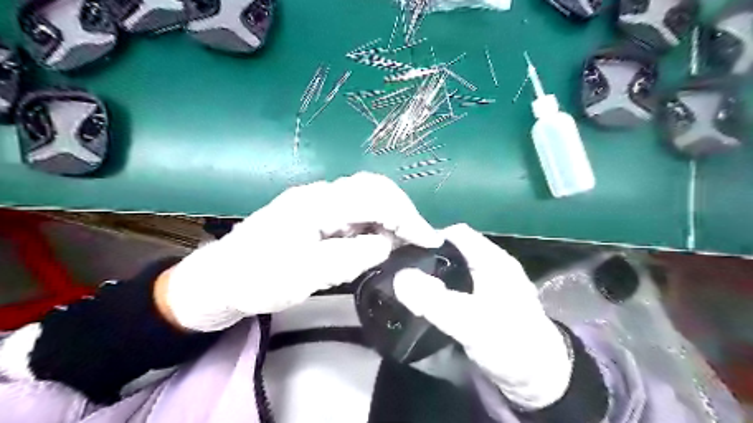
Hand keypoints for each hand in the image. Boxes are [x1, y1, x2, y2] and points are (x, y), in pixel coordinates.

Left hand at [164, 174, 441, 331]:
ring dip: (390, 218)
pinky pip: (354, 213)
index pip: (375, 197)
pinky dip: (374, 225)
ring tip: (406, 242)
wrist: (220, 279)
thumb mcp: (308, 273)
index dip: (407, 216)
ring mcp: (318, 203)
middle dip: (402, 212)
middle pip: (373, 189)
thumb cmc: (259, 278)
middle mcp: (321, 194)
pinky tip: (380, 241)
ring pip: (366, 199)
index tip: (429, 239)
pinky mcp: (317, 215)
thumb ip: (353, 255)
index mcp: (317, 202)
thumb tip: (388, 243)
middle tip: (420, 239)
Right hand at [394, 225, 570, 409]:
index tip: (404, 252)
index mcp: (493, 260)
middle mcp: (492, 265)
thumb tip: (399, 277)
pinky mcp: (486, 300)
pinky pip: (458, 284)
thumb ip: (434, 300)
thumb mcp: (470, 323)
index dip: (429, 237)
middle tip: (401, 270)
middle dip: (428, 256)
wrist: (541, 381)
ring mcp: (490, 283)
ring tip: (409, 284)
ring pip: (455, 267)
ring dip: (434, 273)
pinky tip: (428, 299)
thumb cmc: (510, 345)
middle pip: (453, 249)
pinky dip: (442, 287)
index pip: (456, 233)